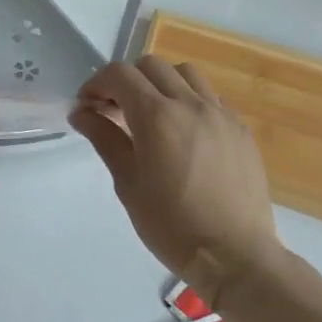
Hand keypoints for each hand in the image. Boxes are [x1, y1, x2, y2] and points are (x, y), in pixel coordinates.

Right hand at [69, 56, 280, 306]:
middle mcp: (190, 104)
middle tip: (115, 110)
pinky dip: (189, 100)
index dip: (96, 84)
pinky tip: (184, 131)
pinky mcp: (240, 129)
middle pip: (151, 65)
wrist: (234, 256)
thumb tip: (81, 113)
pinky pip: (210, 97)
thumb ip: (104, 138)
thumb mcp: (127, 182)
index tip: (87, 106)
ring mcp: (220, 114)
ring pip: (185, 74)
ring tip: (152, 114)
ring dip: (161, 83)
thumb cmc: (171, 224)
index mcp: (156, 116)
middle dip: (126, 80)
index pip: (119, 74)